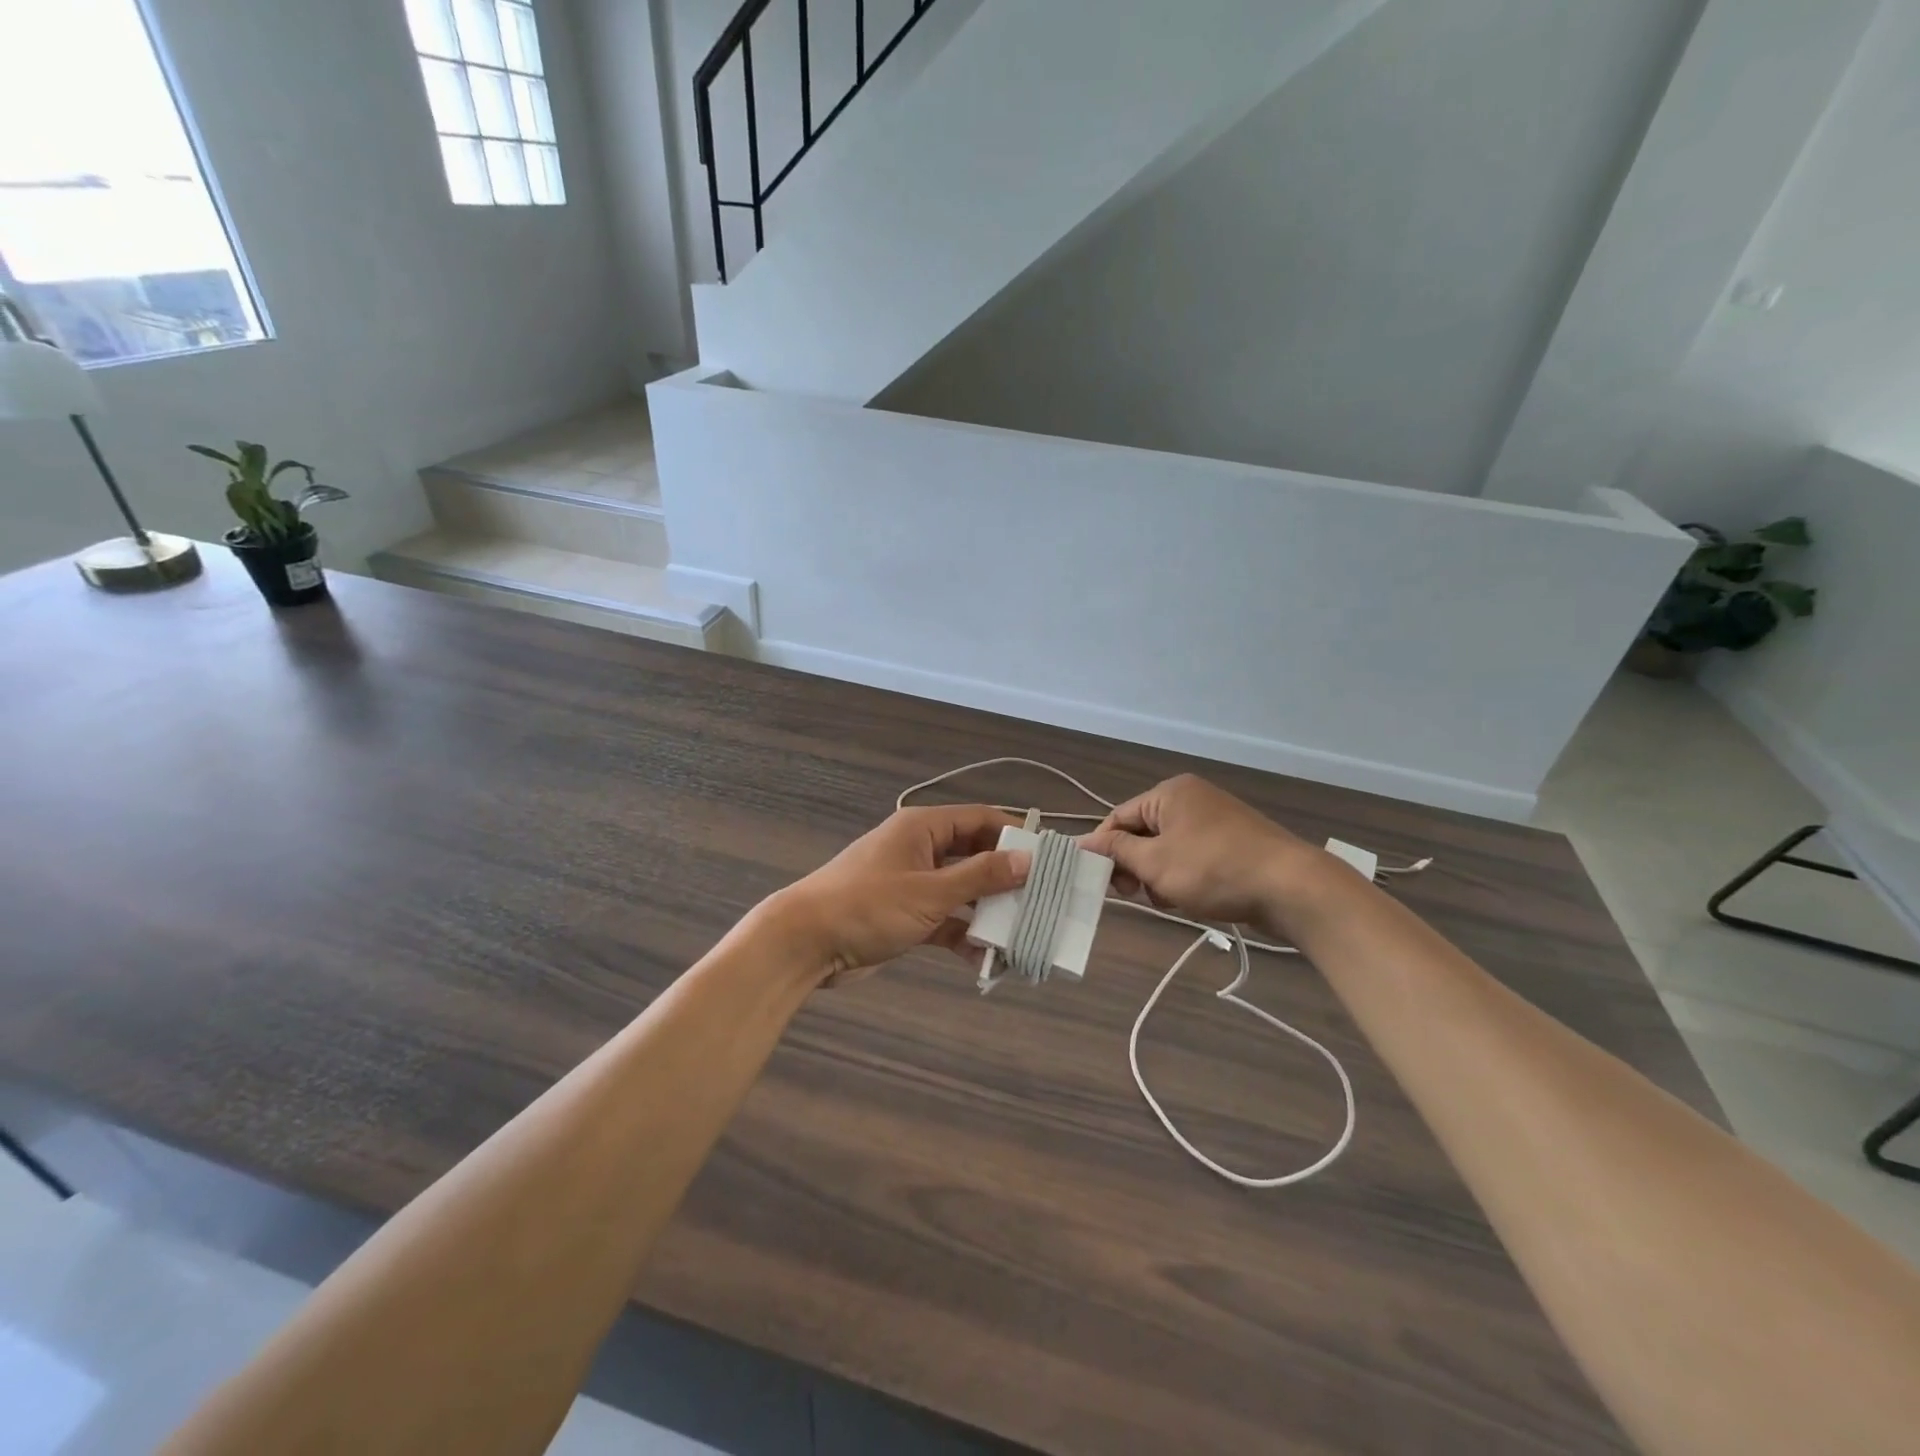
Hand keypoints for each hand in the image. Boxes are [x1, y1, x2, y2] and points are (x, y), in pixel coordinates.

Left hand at [762, 805, 1030, 987]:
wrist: (805, 943)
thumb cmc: (868, 906)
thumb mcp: (929, 891)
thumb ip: (980, 876)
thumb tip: (1029, 859)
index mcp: (923, 828)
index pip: (981, 820)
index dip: (1015, 835)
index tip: (1049, 858)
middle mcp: (921, 850)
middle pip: (975, 856)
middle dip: (1006, 879)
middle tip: (1043, 900)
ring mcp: (913, 883)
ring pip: (963, 891)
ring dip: (988, 911)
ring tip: (1023, 933)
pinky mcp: (906, 915)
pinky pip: (946, 919)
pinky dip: (964, 934)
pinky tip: (987, 958)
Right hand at [1080, 774, 1332, 930]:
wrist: (1291, 887)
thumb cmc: (1213, 869)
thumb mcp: (1155, 863)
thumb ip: (1116, 852)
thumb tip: (1081, 842)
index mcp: (1169, 793)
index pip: (1119, 817)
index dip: (1104, 849)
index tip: (1098, 881)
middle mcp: (1191, 798)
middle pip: (1143, 833)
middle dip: (1134, 866)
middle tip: (1134, 894)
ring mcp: (1216, 819)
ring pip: (1167, 849)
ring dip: (1159, 876)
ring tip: (1169, 899)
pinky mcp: (1233, 842)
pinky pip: (1192, 856)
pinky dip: (1184, 876)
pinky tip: (1190, 898)